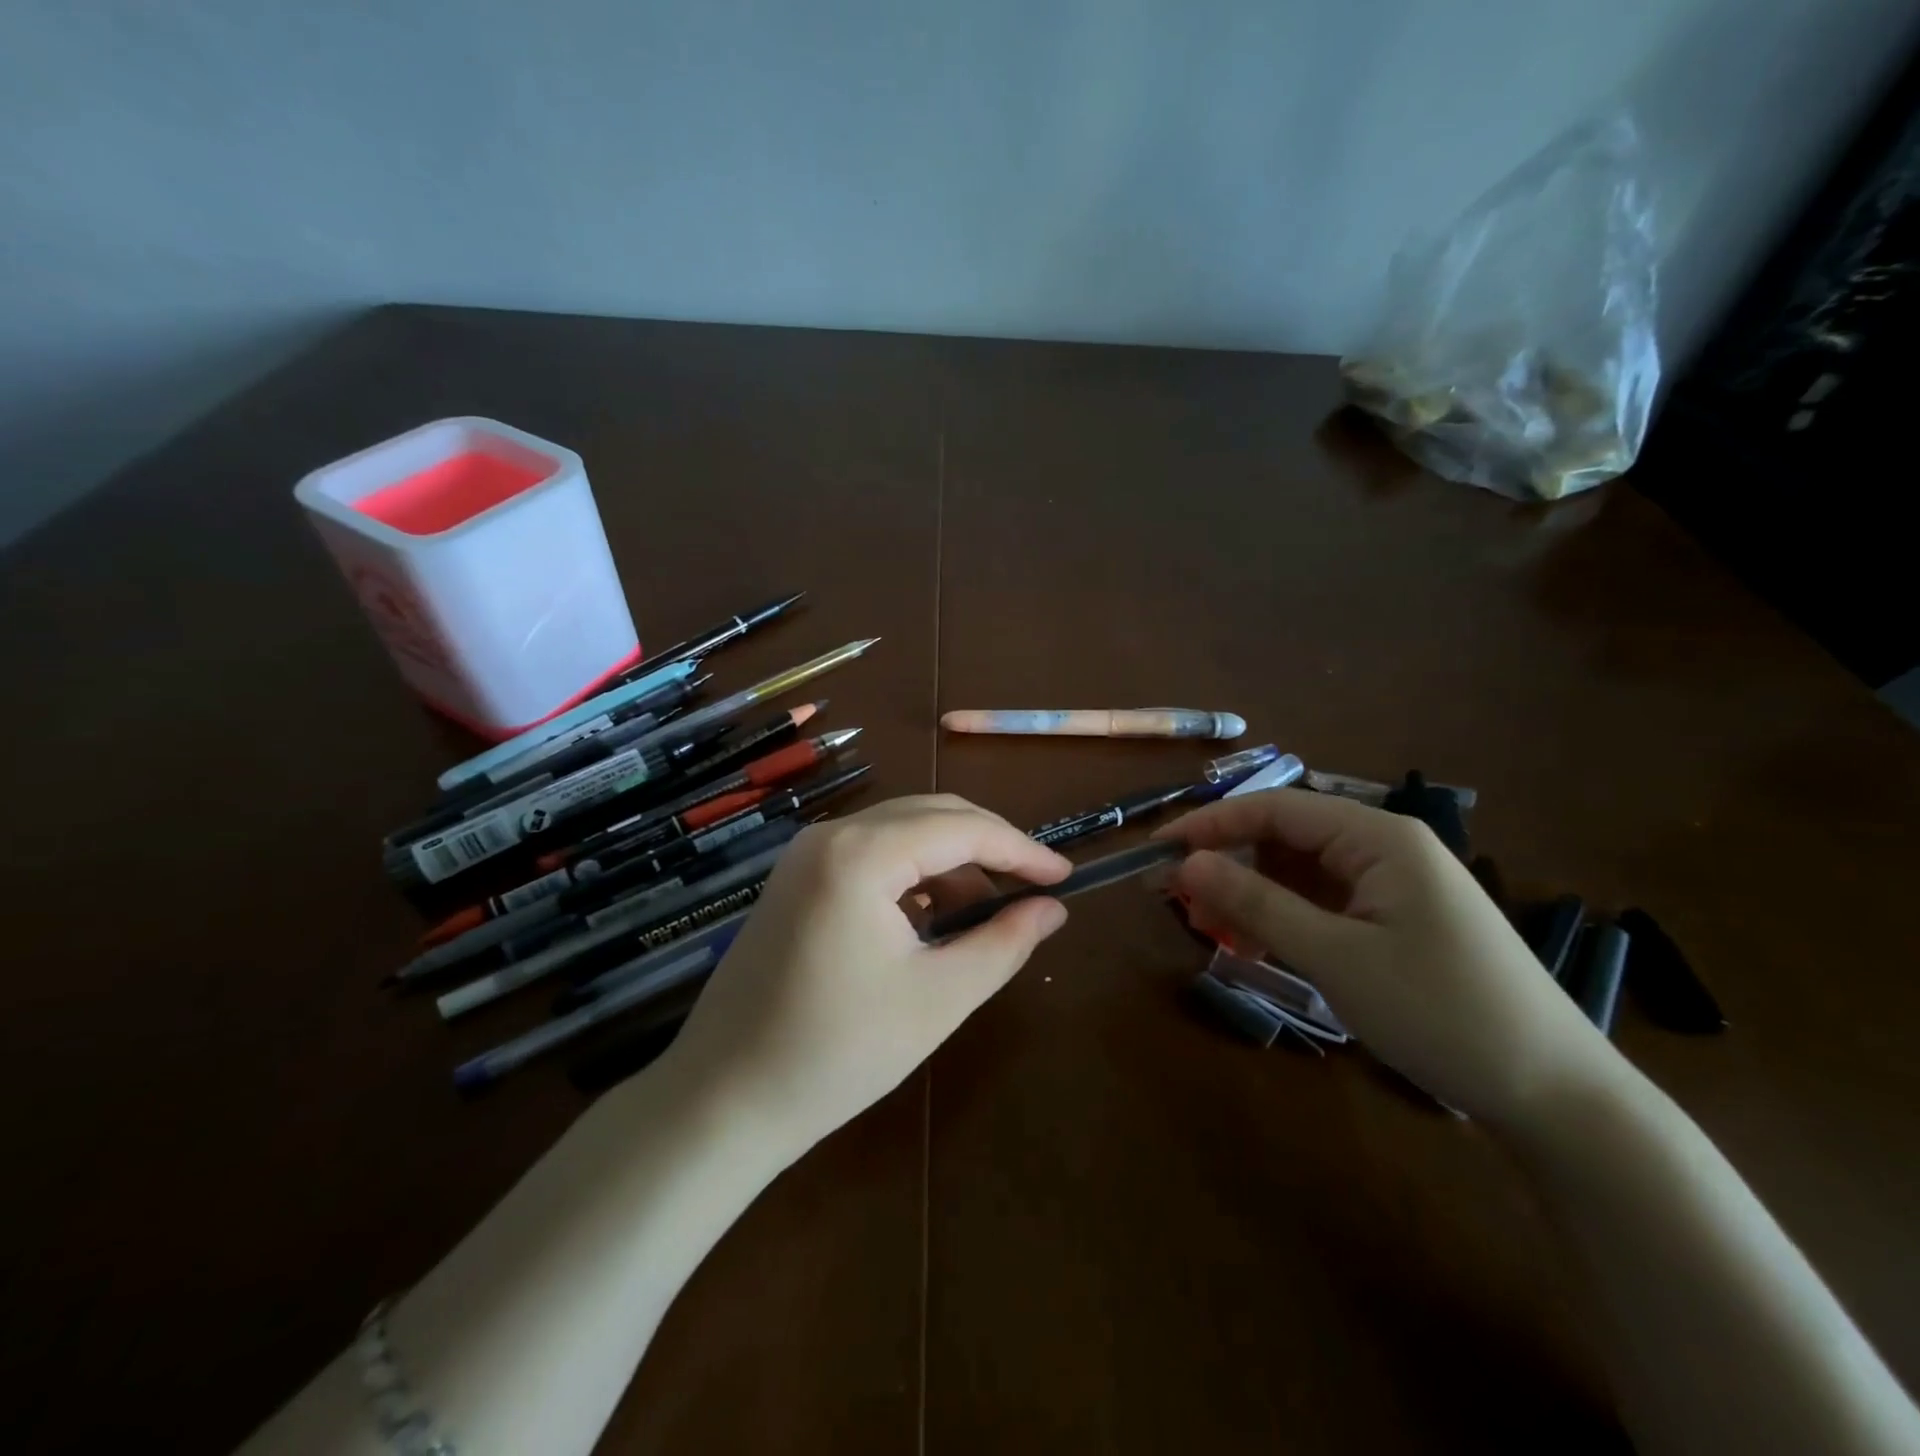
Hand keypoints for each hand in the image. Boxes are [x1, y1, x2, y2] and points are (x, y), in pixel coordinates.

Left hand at [662, 795, 1072, 1150]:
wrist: (723, 1099)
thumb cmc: (837, 1053)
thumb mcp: (938, 999)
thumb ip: (1003, 944)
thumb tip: (1052, 909)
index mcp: (861, 854)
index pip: (961, 828)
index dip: (1020, 849)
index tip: (1064, 876)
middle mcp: (829, 835)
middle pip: (930, 814)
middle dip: (987, 847)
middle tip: (1033, 888)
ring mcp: (805, 854)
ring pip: (900, 831)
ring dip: (950, 861)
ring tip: (983, 915)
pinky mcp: (795, 878)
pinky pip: (870, 854)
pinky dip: (911, 875)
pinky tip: (929, 919)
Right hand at [1158, 789, 1624, 1128]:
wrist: (1557, 1097)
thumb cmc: (1442, 1012)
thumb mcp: (1335, 957)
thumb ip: (1256, 904)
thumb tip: (1186, 863)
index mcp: (1379, 837)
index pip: (1275, 808)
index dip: (1210, 825)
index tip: (1156, 851)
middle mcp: (1386, 848)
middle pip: (1286, 838)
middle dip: (1227, 863)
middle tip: (1172, 897)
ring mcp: (1395, 886)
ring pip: (1300, 873)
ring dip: (1251, 894)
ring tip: (1206, 926)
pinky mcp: (1399, 922)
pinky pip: (1324, 903)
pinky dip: (1284, 918)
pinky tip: (1255, 944)